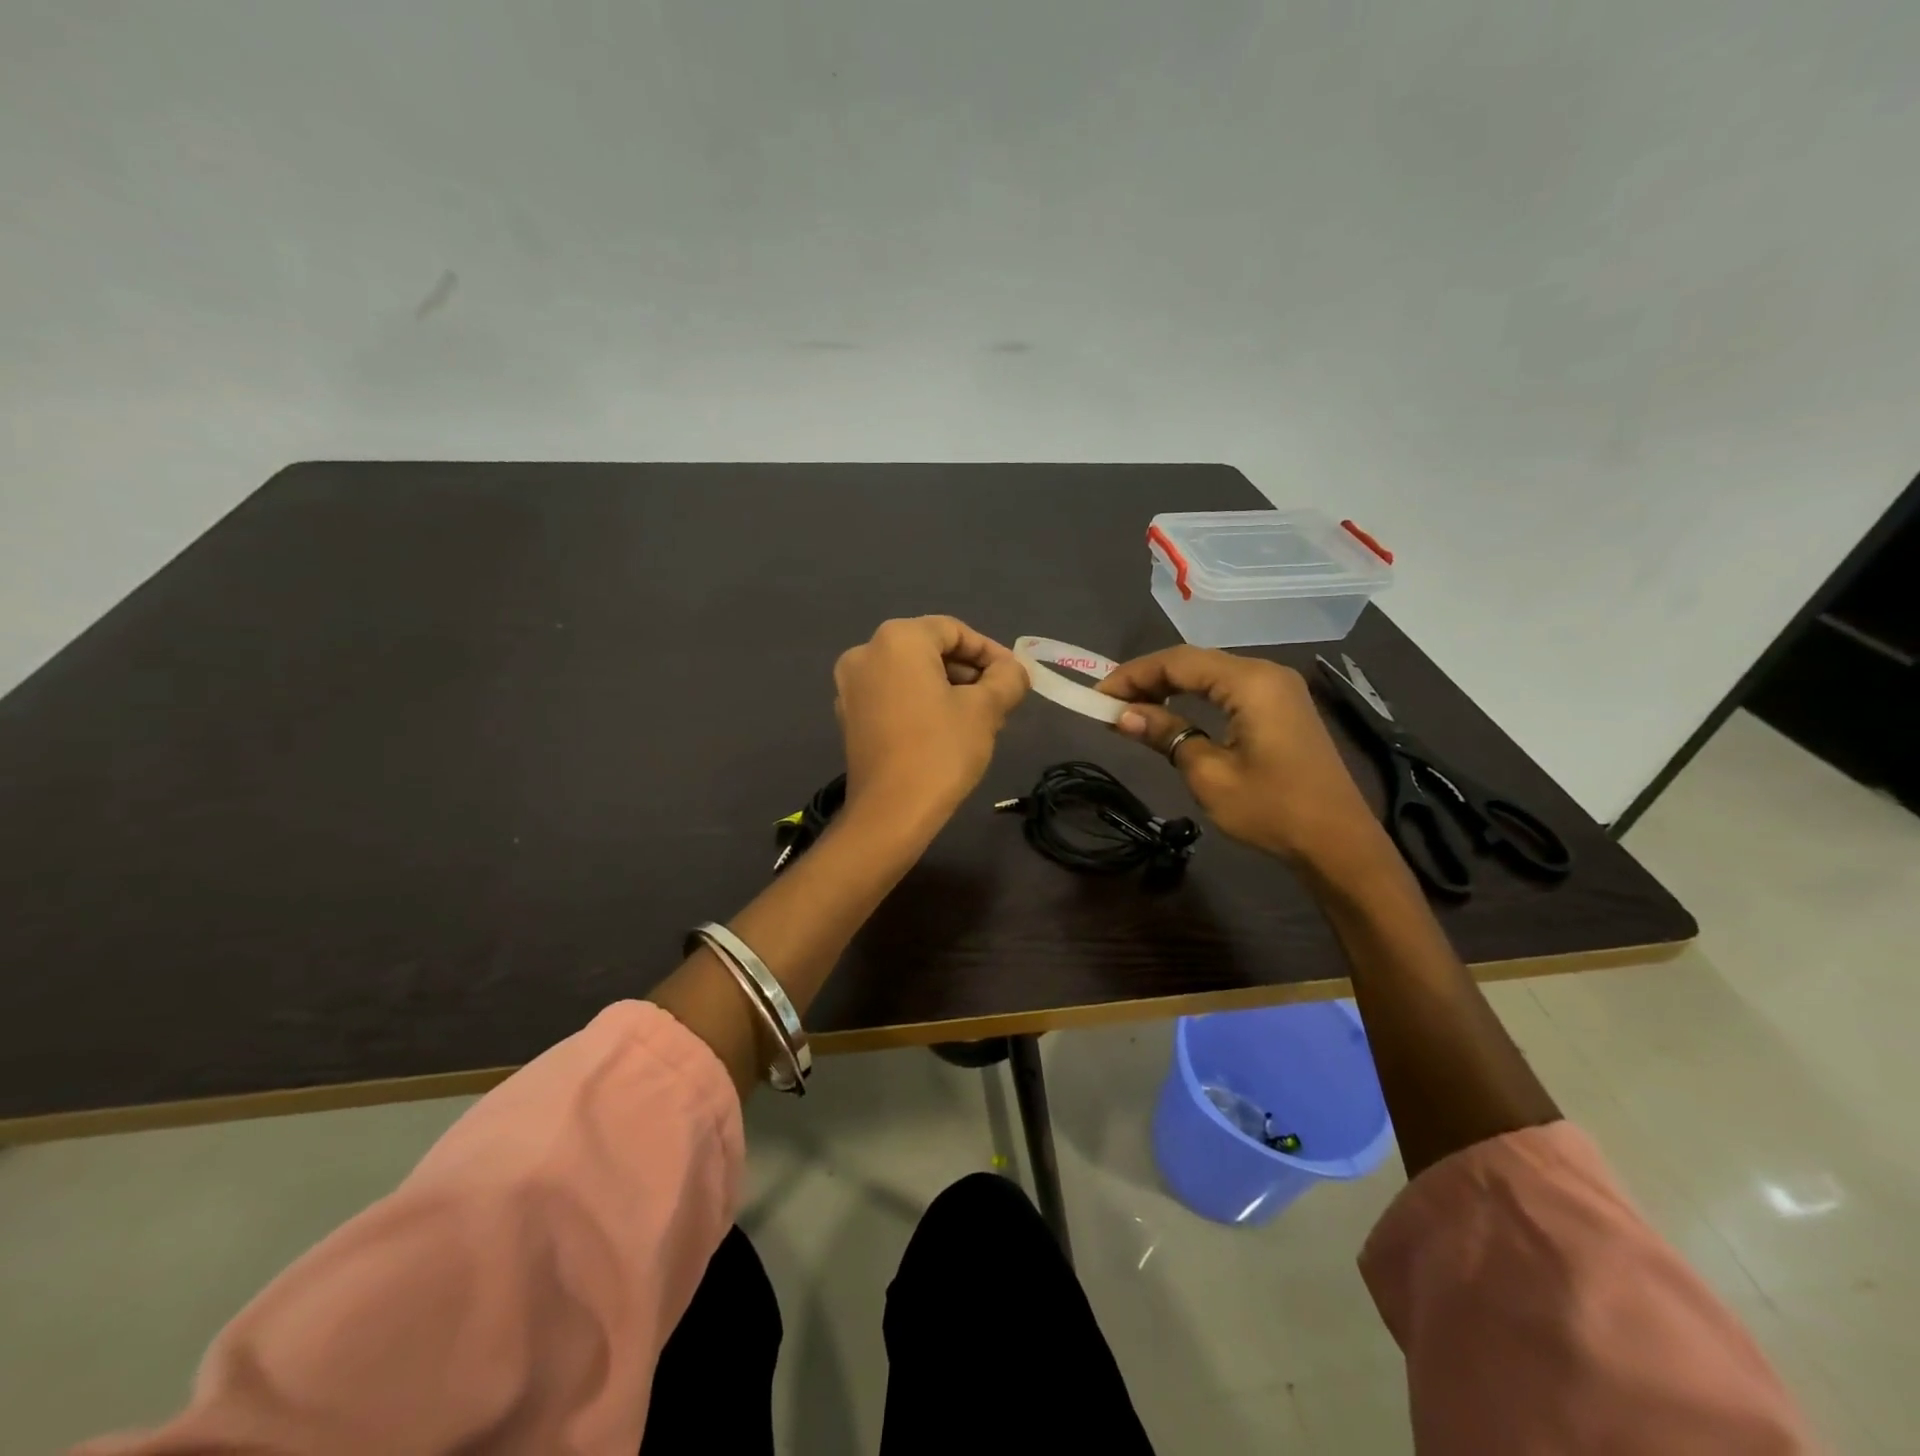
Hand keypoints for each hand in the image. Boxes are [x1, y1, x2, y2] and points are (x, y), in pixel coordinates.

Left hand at [833, 616, 1028, 827]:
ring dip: (947, 688)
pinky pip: (892, 695)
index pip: (954, 630)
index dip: (990, 651)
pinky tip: (945, 729)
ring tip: (978, 717)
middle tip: (999, 699)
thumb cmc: (941, 750)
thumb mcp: (986, 709)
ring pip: (910, 673)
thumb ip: (1007, 679)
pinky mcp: (848, 716)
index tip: (1014, 677)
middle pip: (929, 649)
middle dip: (968, 671)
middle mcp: (866, 652)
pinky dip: (920, 702)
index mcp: (898, 639)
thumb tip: (1013, 671)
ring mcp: (850, 686)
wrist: (891, 812)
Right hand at [1097, 646, 1387, 872]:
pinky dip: (1194, 697)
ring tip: (1132, 708)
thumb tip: (1122, 715)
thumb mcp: (1209, 774)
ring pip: (1210, 673)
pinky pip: (1228, 688)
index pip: (1178, 662)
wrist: (1338, 843)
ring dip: (1169, 686)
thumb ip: (1166, 734)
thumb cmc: (1272, 809)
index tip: (1098, 695)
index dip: (1133, 675)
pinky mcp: (1282, 707)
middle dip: (1148, 678)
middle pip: (1194, 662)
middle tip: (1110, 703)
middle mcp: (1266, 673)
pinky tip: (1173, 712)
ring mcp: (1278, 688)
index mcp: (1250, 682)